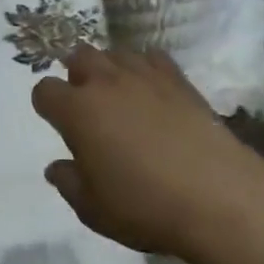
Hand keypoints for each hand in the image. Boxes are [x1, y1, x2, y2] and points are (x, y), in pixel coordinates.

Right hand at [32, 45, 263, 258]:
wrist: (218, 196)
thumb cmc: (146, 206)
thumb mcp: (94, 210)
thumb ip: (69, 184)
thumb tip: (57, 167)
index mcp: (77, 110)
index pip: (44, 90)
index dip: (47, 106)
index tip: (58, 125)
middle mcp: (105, 82)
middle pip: (78, 56)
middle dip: (77, 75)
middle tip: (88, 106)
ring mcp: (143, 75)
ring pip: (114, 52)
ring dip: (109, 68)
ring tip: (119, 95)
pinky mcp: (177, 78)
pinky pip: (151, 57)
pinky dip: (145, 68)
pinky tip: (152, 91)